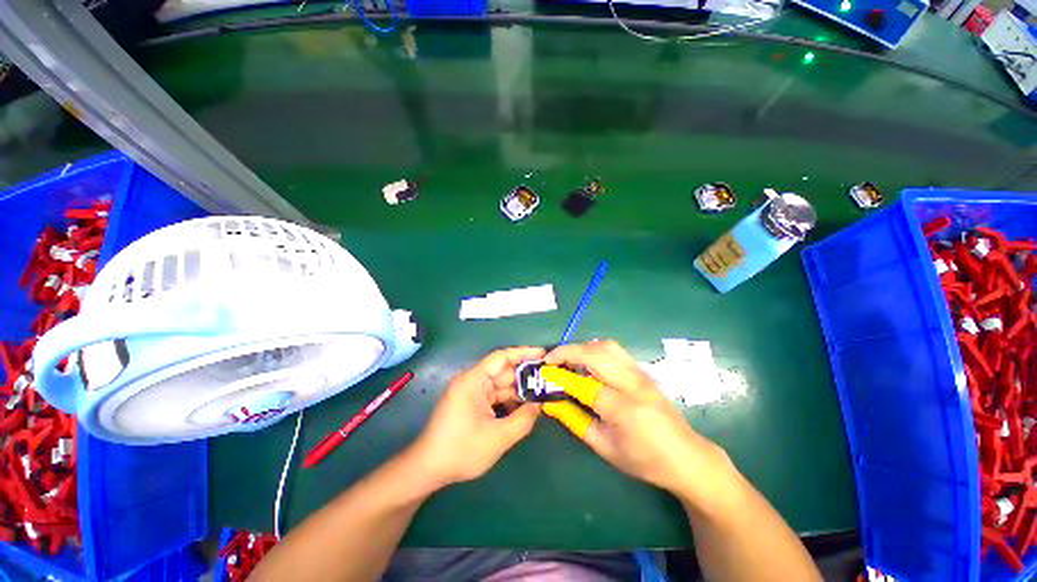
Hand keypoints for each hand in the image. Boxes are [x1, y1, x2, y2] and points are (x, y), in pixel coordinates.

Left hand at [410, 347, 544, 486]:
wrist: (428, 469)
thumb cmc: (461, 451)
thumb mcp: (498, 437)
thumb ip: (523, 419)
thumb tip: (539, 404)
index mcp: (473, 380)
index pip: (501, 357)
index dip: (523, 353)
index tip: (543, 354)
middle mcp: (472, 381)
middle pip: (503, 372)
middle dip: (525, 376)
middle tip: (549, 379)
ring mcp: (471, 392)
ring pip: (501, 386)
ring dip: (519, 391)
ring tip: (542, 394)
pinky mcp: (471, 403)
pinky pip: (495, 396)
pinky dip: (509, 401)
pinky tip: (525, 408)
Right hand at [543, 340, 731, 500]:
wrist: (687, 457)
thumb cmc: (644, 460)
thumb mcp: (605, 447)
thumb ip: (575, 421)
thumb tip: (551, 403)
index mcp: (623, 409)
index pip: (584, 384)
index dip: (560, 377)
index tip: (543, 374)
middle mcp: (633, 384)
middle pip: (594, 354)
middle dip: (567, 352)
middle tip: (550, 361)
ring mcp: (640, 373)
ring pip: (605, 346)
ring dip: (581, 347)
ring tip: (567, 359)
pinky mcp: (642, 370)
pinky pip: (614, 350)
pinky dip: (595, 349)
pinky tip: (587, 361)